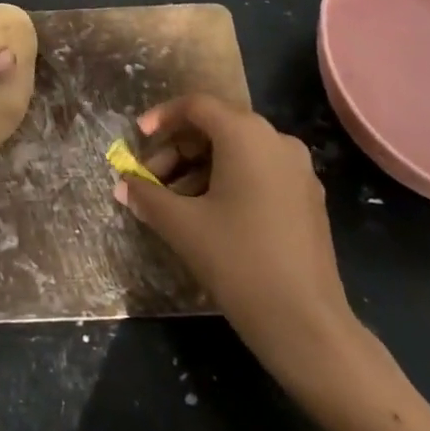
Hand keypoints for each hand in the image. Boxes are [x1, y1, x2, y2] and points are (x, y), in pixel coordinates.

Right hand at [114, 95, 363, 398]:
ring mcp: (297, 170)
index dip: (162, 117)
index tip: (138, 139)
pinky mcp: (307, 198)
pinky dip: (227, 182)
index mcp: (246, 134)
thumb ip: (147, 196)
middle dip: (177, 150)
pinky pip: (258, 172)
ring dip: (199, 169)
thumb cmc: (238, 261)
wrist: (307, 325)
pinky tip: (207, 215)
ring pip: (237, 152)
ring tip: (174, 204)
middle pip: (216, 127)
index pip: (196, 106)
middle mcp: (276, 140)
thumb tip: (122, 184)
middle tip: (150, 180)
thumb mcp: (182, 226)